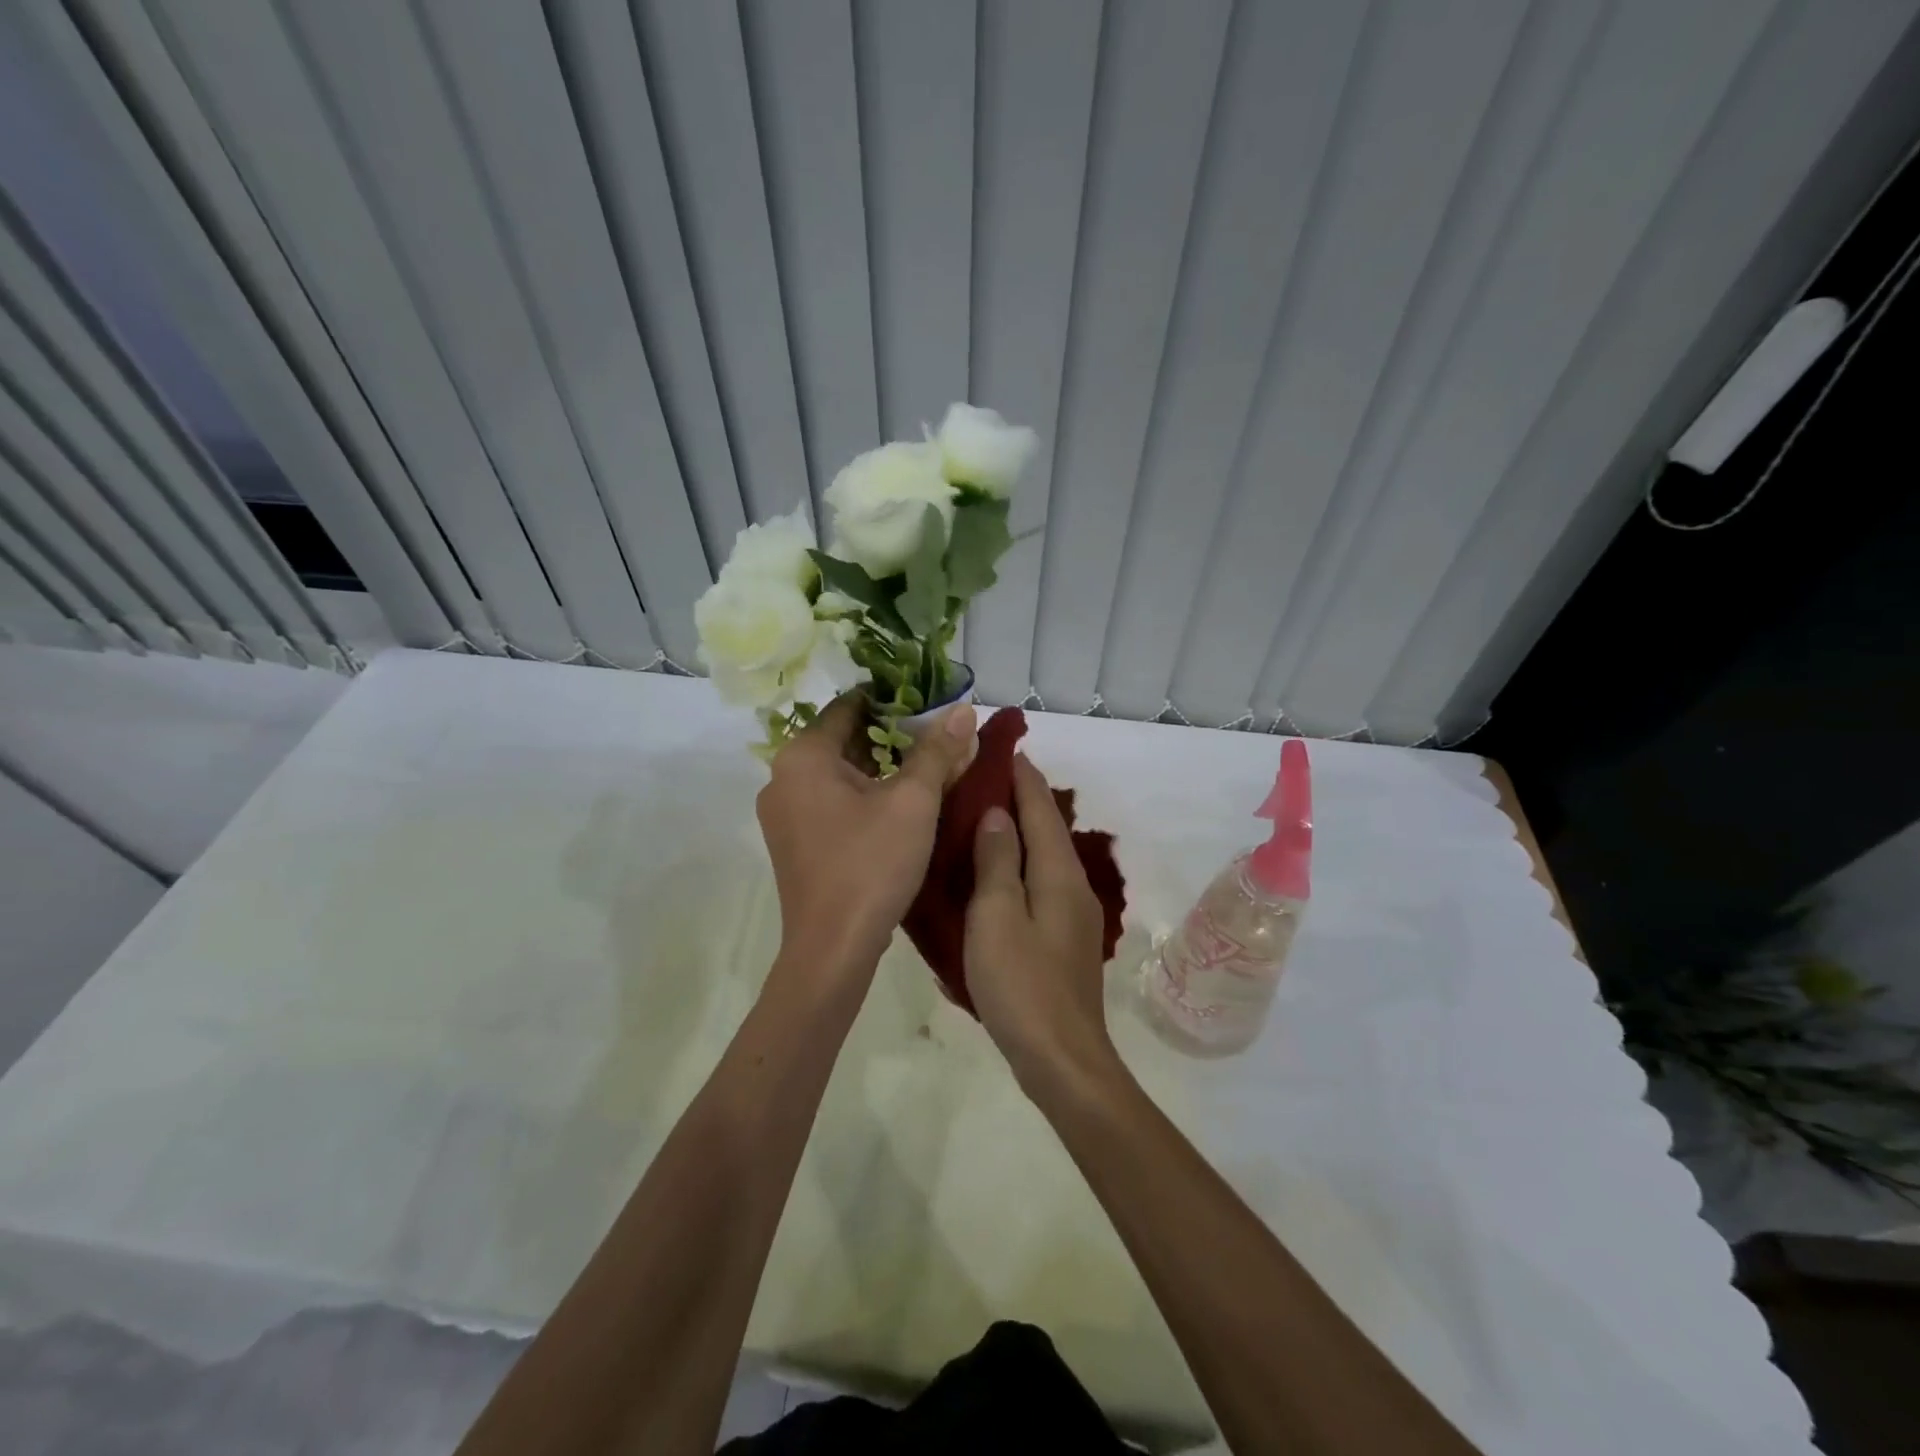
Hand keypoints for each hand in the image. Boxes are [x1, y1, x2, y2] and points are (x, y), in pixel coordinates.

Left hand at [757, 693, 976, 983]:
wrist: (833, 949)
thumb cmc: (871, 864)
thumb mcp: (913, 802)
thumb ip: (938, 751)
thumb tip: (963, 710)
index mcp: (803, 756)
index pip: (849, 706)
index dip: (892, 700)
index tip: (931, 704)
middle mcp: (783, 777)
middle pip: (845, 739)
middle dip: (893, 737)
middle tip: (939, 739)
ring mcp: (784, 813)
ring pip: (840, 774)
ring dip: (882, 769)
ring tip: (928, 771)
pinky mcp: (795, 842)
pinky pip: (832, 802)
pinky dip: (865, 796)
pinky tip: (901, 808)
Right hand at [965, 754, 1119, 1099]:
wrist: (1062, 1058)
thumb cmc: (1022, 984)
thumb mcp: (997, 917)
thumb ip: (997, 861)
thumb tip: (997, 813)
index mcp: (1058, 873)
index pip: (1041, 808)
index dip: (1022, 776)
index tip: (1003, 747)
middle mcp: (1073, 885)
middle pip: (1047, 828)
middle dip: (1021, 798)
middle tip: (984, 775)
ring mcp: (1072, 914)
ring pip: (1044, 856)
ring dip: (1019, 830)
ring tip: (985, 814)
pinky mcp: (1063, 938)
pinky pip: (1040, 882)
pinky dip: (1019, 862)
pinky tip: (997, 869)